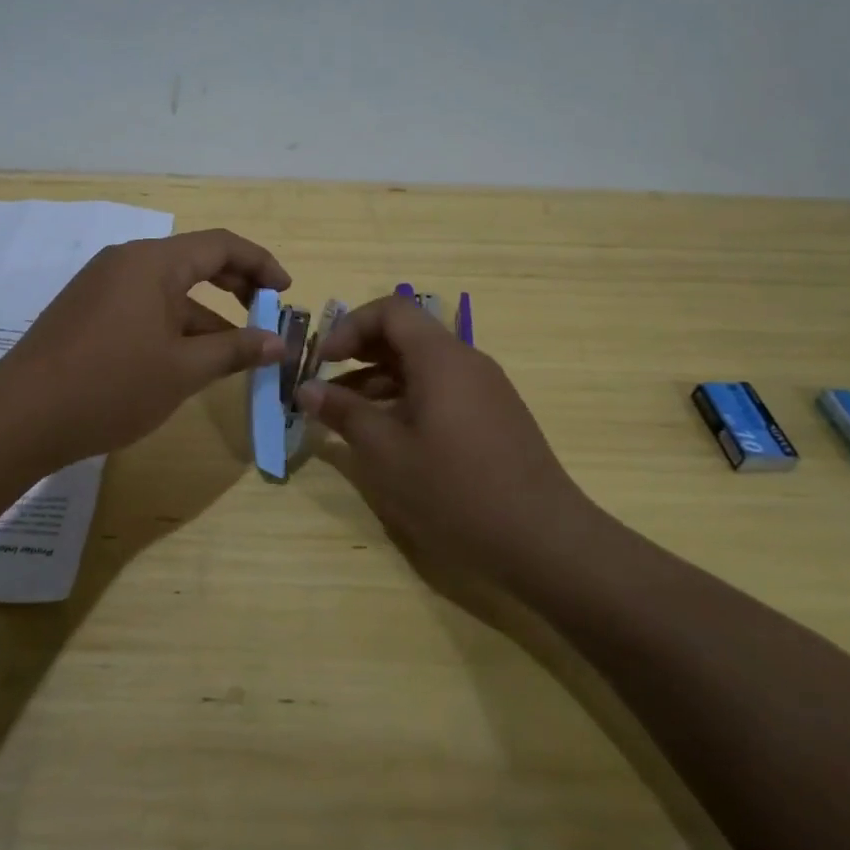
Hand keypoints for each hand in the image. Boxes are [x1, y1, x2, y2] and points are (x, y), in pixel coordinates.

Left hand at [0, 229, 291, 467]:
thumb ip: (235, 350)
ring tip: (233, 354)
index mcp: (152, 262)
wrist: (20, 418)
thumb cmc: (111, 386)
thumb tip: (278, 343)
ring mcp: (101, 286)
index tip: (287, 292)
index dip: (261, 264)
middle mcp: (126, 262)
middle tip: (266, 318)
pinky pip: (143, 307)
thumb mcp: (183, 370)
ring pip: (168, 290)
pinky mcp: (86, 312)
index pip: (221, 245)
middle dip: (236, 287)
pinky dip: (173, 326)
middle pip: (195, 261)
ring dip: (205, 316)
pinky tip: (185, 362)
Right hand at [297, 295, 587, 583]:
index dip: (350, 326)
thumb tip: (306, 389)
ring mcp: (485, 389)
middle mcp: (466, 361)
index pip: (391, 310)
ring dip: (380, 381)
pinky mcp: (494, 416)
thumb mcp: (386, 453)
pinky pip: (442, 389)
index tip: (323, 360)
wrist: (543, 539)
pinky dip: (407, 399)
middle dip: (360, 353)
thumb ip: (344, 414)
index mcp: (441, 358)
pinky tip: (388, 436)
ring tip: (347, 415)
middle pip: (406, 335)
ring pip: (423, 366)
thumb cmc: (455, 490)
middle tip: (326, 384)